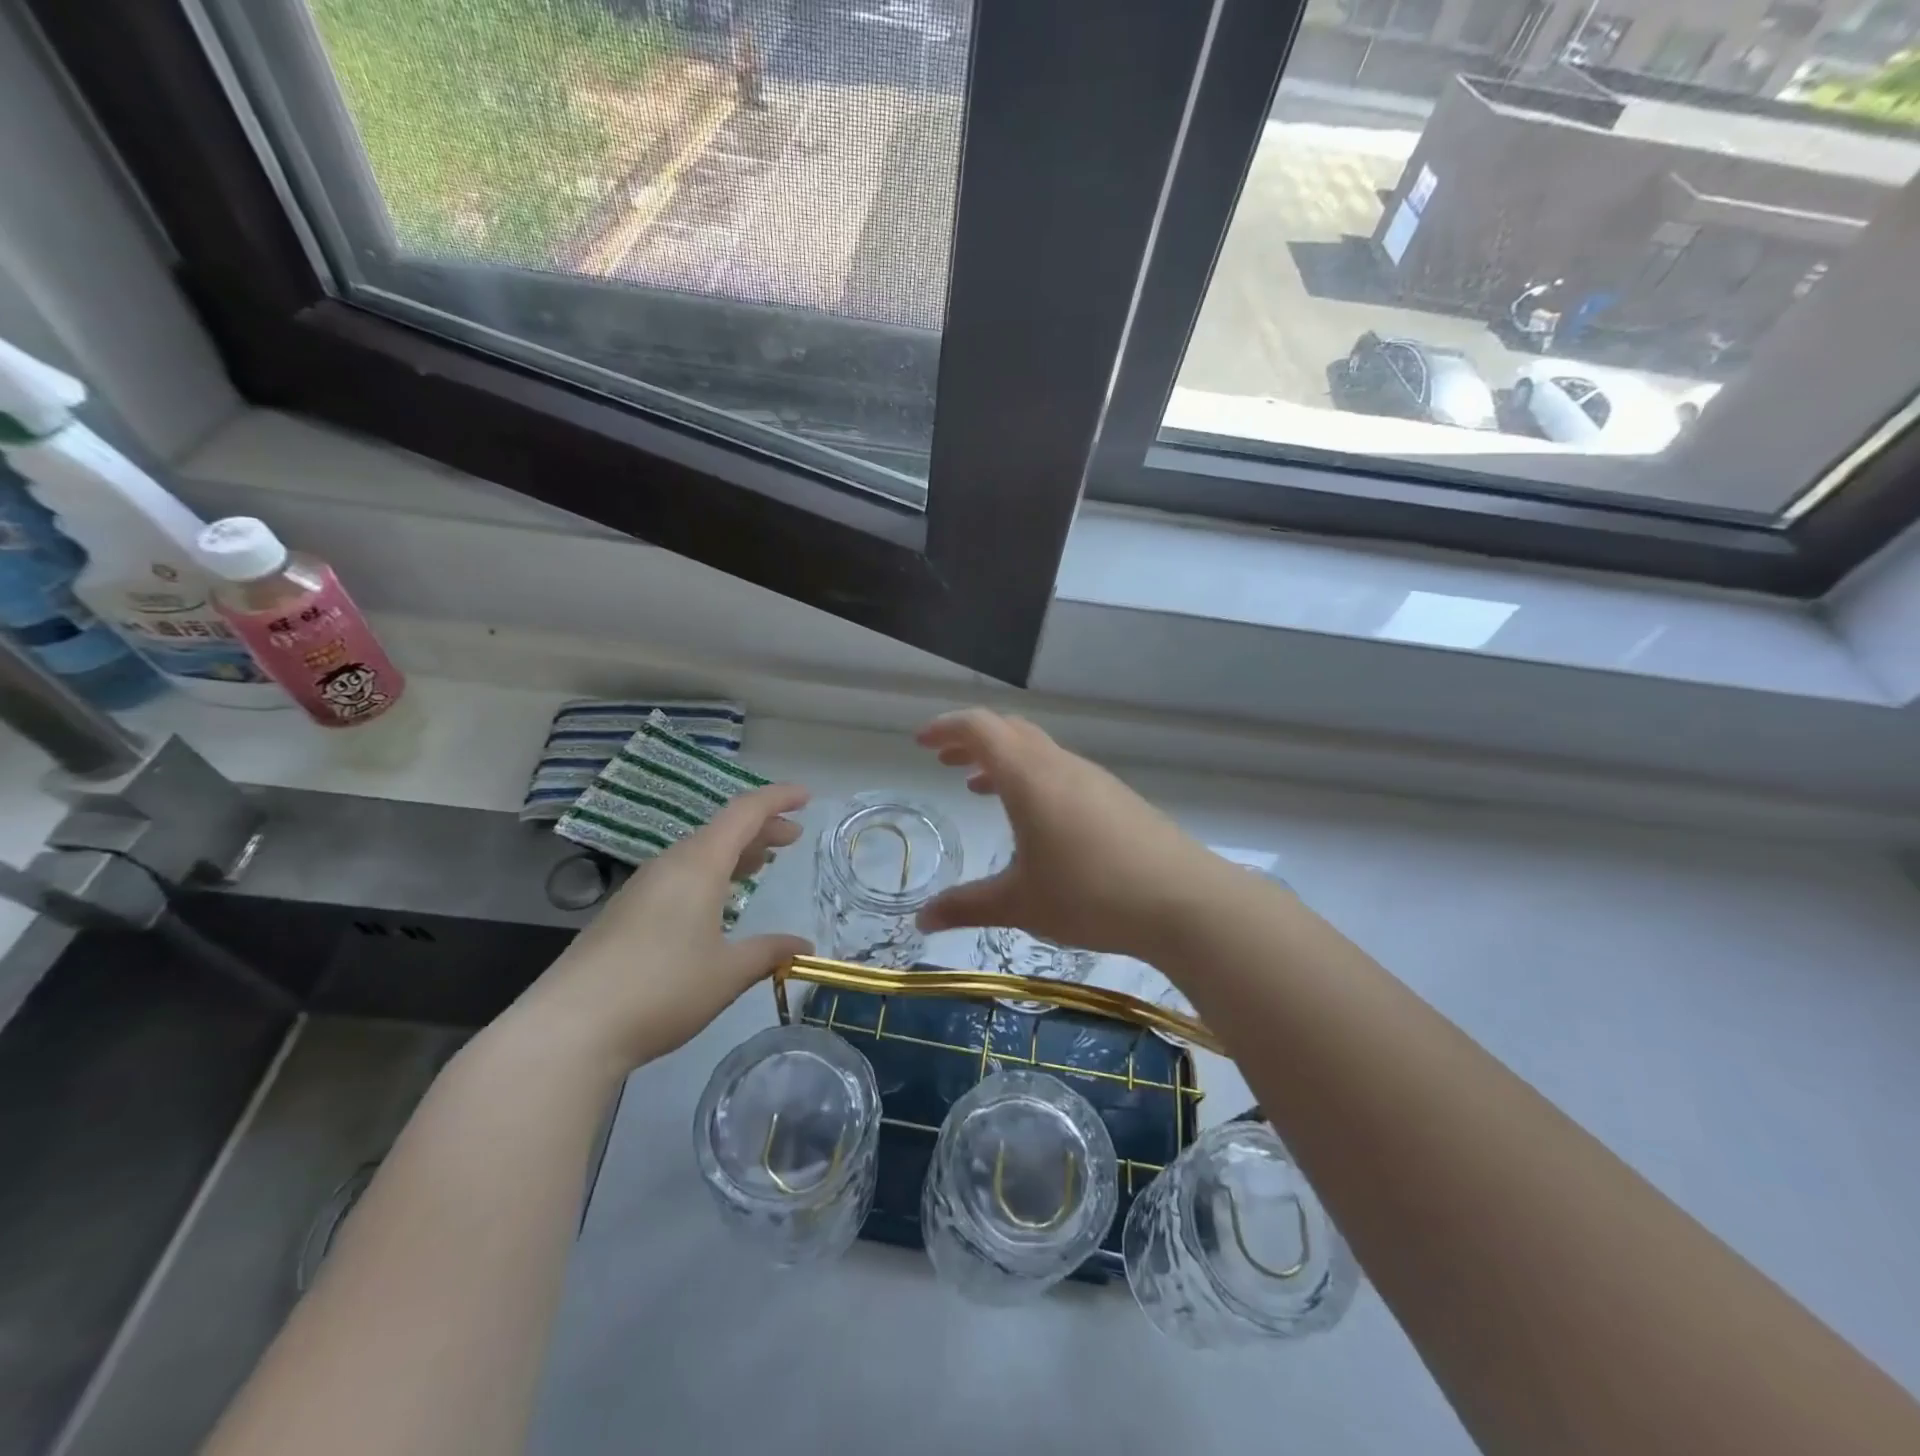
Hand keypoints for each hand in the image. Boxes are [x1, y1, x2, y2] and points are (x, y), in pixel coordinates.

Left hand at [512, 785, 812, 1069]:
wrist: (570, 1028)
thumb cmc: (661, 989)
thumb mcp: (728, 973)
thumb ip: (769, 952)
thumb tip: (804, 947)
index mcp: (698, 865)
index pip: (744, 813)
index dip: (777, 799)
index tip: (806, 796)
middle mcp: (669, 865)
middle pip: (722, 830)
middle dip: (761, 828)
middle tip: (794, 836)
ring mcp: (643, 888)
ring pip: (699, 853)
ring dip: (735, 851)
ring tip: (762, 862)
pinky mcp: (626, 913)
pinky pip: (680, 875)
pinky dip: (711, 873)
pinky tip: (717, 901)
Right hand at [915, 710, 1227, 959]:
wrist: (1184, 901)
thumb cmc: (1090, 895)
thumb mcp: (1020, 903)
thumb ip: (967, 906)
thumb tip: (922, 919)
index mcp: (1029, 777)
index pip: (981, 728)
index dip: (947, 728)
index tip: (922, 742)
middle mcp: (1061, 766)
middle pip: (1010, 731)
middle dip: (973, 740)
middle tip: (946, 761)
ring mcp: (1094, 779)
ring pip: (1038, 751)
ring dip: (1004, 760)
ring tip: (980, 788)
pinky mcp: (1117, 798)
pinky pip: (1062, 771)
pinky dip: (1034, 778)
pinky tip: (1036, 820)